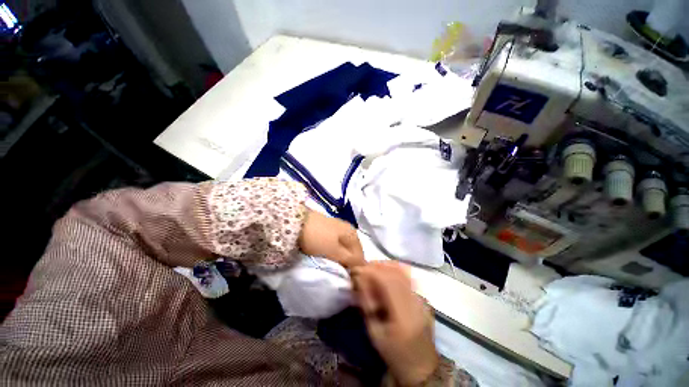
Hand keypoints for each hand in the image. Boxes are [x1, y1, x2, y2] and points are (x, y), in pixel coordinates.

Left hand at [298, 209, 365, 268]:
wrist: (297, 222)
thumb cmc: (318, 238)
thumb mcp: (335, 251)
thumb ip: (350, 260)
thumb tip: (362, 268)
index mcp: (353, 233)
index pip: (360, 256)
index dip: (355, 268)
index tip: (347, 277)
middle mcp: (349, 229)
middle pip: (353, 251)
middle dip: (348, 262)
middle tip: (339, 271)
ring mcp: (338, 228)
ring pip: (344, 247)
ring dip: (341, 257)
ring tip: (333, 264)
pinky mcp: (329, 229)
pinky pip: (336, 243)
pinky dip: (334, 251)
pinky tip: (328, 254)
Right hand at [352, 262, 438, 385]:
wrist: (422, 367)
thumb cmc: (395, 354)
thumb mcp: (375, 333)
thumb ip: (366, 304)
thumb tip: (359, 280)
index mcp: (404, 316)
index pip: (388, 282)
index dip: (372, 271)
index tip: (357, 270)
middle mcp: (417, 302)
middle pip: (396, 272)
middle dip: (377, 266)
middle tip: (363, 268)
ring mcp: (423, 298)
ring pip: (403, 271)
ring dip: (385, 265)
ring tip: (372, 268)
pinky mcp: (423, 297)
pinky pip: (407, 276)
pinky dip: (394, 269)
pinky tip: (385, 272)